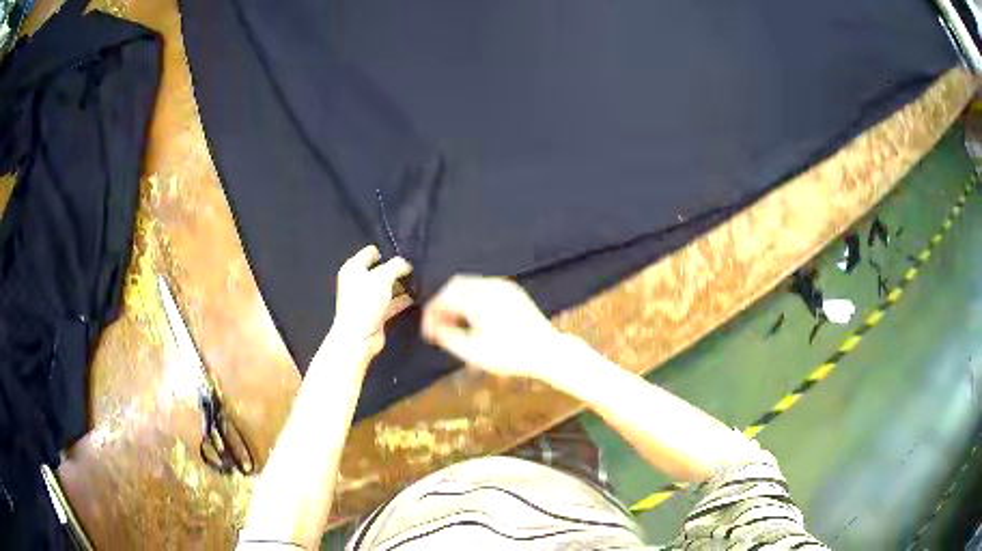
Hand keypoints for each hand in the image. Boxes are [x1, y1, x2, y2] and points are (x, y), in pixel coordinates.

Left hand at [332, 245, 412, 356]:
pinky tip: (413, 298)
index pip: (370, 252)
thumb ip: (396, 266)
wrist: (358, 336)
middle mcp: (358, 281)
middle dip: (395, 270)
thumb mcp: (383, 277)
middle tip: (411, 268)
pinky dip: (401, 300)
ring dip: (400, 286)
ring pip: (386, 287)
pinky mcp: (375, 312)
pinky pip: (390, 302)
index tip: (400, 253)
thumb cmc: (364, 303)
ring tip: (416, 282)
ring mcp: (366, 298)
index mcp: (353, 268)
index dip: (385, 251)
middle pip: (380, 270)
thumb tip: (406, 263)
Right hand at [421, 275, 567, 381]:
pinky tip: (473, 318)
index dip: (432, 313)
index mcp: (477, 297)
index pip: (444, 297)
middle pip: (456, 285)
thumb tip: (433, 328)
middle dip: (443, 303)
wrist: (547, 351)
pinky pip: (484, 288)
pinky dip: (472, 299)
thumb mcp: (473, 351)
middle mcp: (490, 285)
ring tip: (454, 323)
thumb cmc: (509, 354)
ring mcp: (504, 286)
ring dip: (457, 301)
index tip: (428, 331)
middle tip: (438, 325)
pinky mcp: (513, 292)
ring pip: (470, 285)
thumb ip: (447, 337)